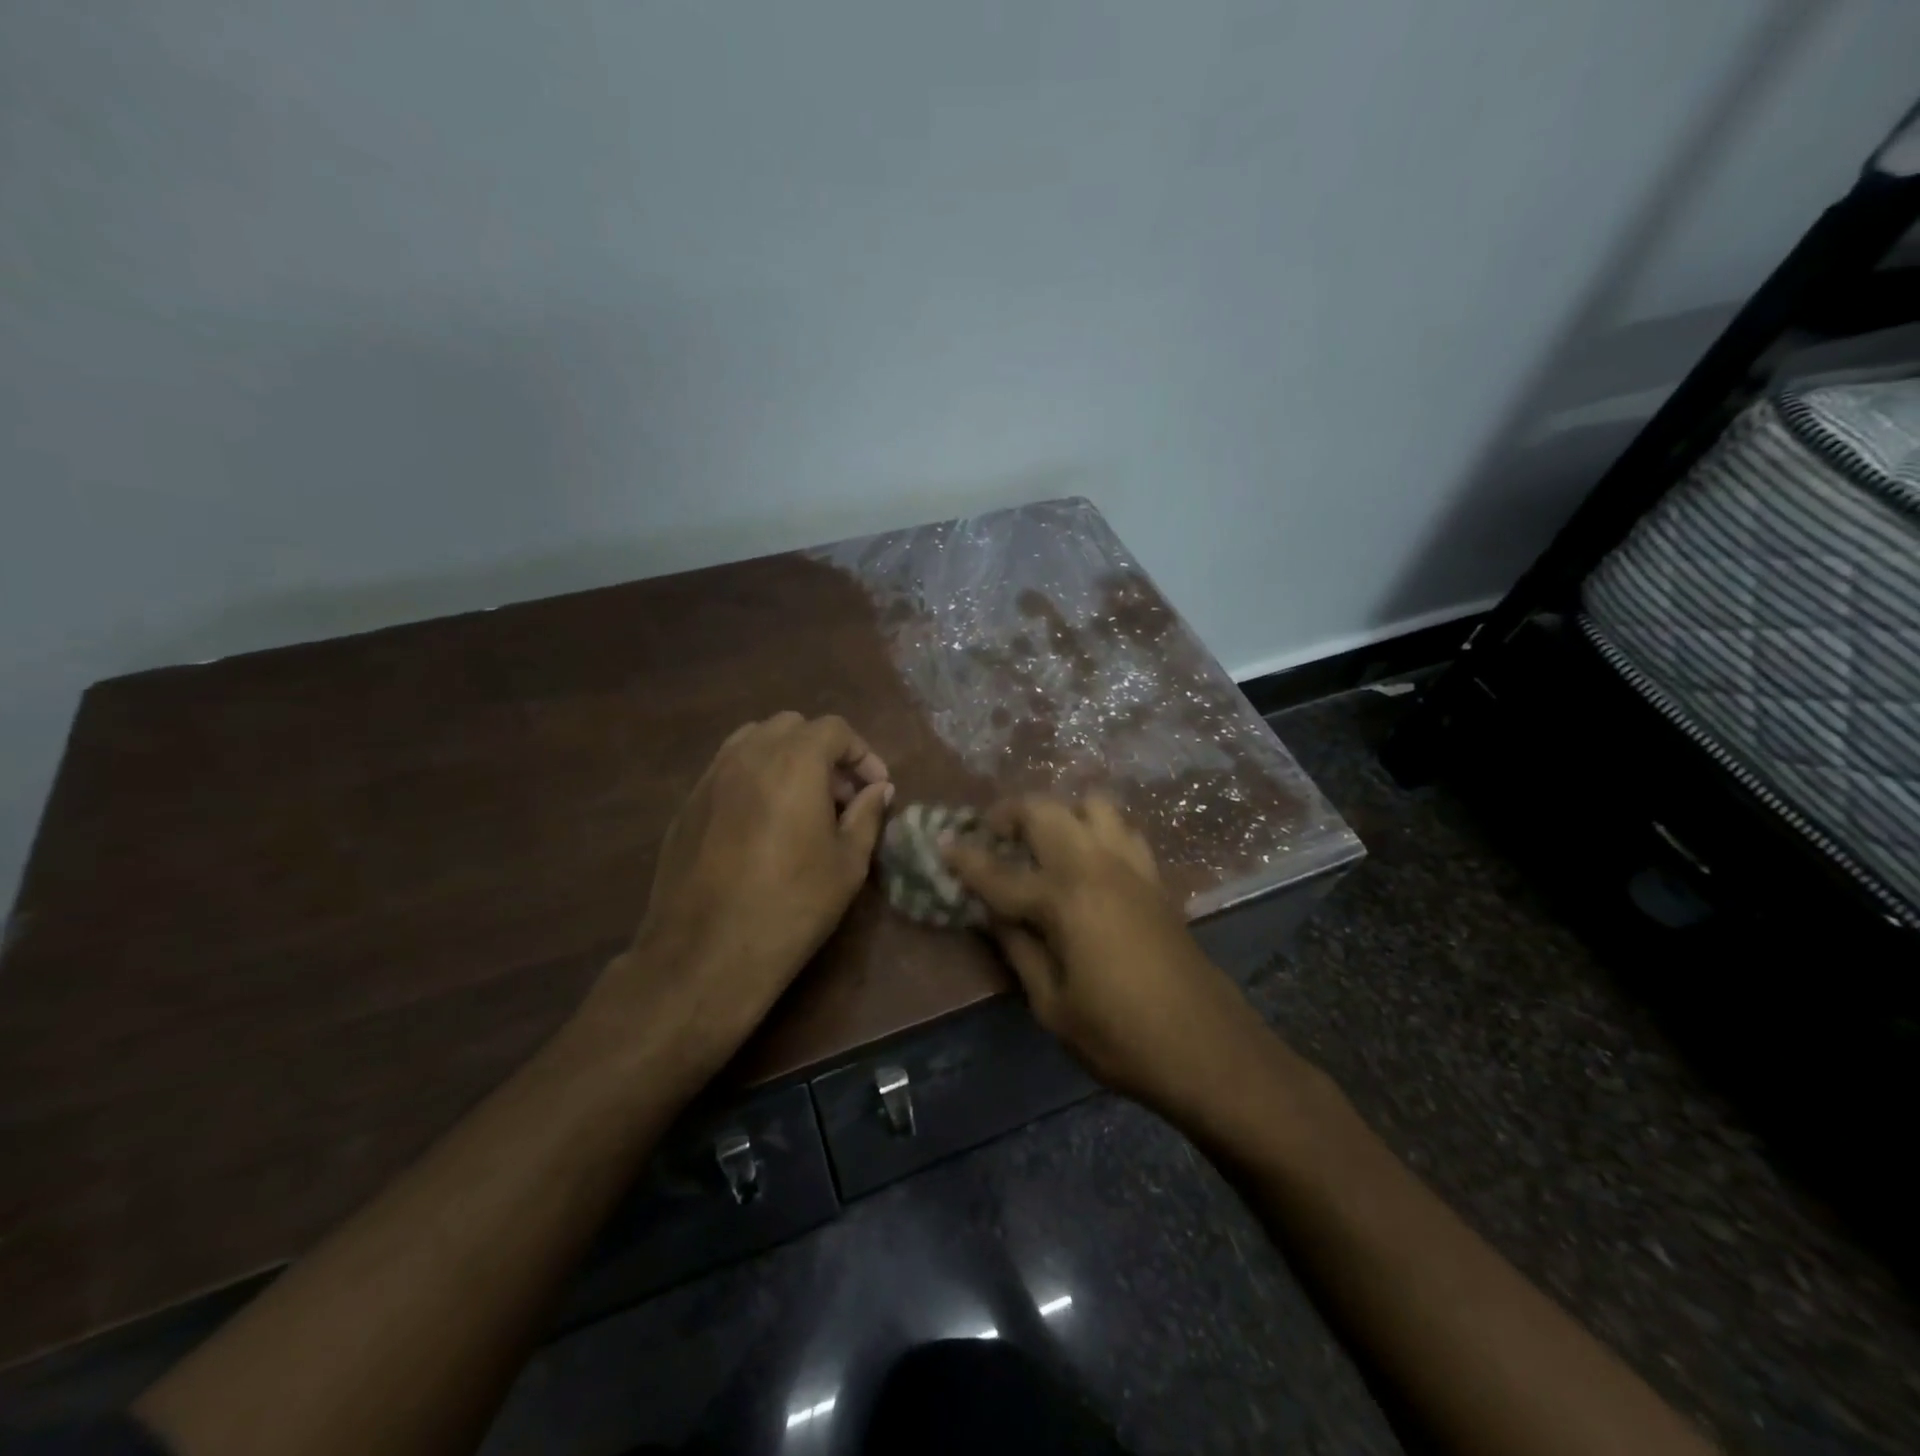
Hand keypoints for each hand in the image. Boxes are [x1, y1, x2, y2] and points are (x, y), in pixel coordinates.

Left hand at [578, 712, 892, 1076]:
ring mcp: (712, 776)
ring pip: (754, 740)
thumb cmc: (792, 906)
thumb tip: (879, 789)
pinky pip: (728, 768)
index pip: (835, 729)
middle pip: (793, 726)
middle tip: (840, 796)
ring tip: (801, 802)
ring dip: (786, 757)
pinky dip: (755, 776)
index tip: (875, 788)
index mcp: (794, 762)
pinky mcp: (689, 802)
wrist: (707, 953)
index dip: (862, 754)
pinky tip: (764, 821)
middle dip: (824, 751)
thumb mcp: (848, 864)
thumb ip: (867, 815)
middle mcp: (749, 755)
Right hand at [946, 795, 1268, 1115]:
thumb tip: (994, 913)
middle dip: (1010, 813)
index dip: (966, 859)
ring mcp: (1132, 867)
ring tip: (1043, 842)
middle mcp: (1096, 867)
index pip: (1001, 872)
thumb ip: (1019, 949)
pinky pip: (1122, 830)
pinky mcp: (1156, 878)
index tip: (942, 842)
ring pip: (1092, 804)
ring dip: (1060, 812)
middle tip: (992, 834)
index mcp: (1065, 900)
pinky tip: (1088, 860)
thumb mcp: (1052, 1006)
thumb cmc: (1121, 1038)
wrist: (1209, 1049)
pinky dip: (1097, 829)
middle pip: (1046, 811)